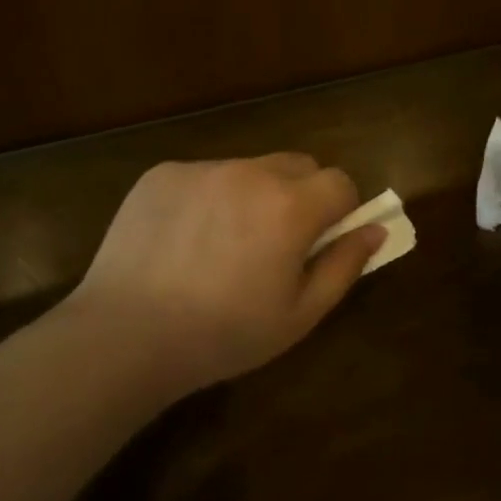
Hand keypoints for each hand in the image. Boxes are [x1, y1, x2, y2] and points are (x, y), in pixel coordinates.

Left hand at [67, 155, 383, 394]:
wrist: (125, 336)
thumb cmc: (222, 335)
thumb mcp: (299, 315)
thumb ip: (344, 266)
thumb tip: (375, 229)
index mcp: (291, 206)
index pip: (340, 182)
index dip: (340, 211)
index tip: (320, 242)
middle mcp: (251, 171)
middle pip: (298, 165)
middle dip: (301, 196)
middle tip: (275, 244)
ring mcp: (203, 167)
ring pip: (250, 168)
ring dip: (253, 194)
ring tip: (221, 246)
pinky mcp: (163, 173)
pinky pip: (205, 174)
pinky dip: (208, 197)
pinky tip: (183, 240)